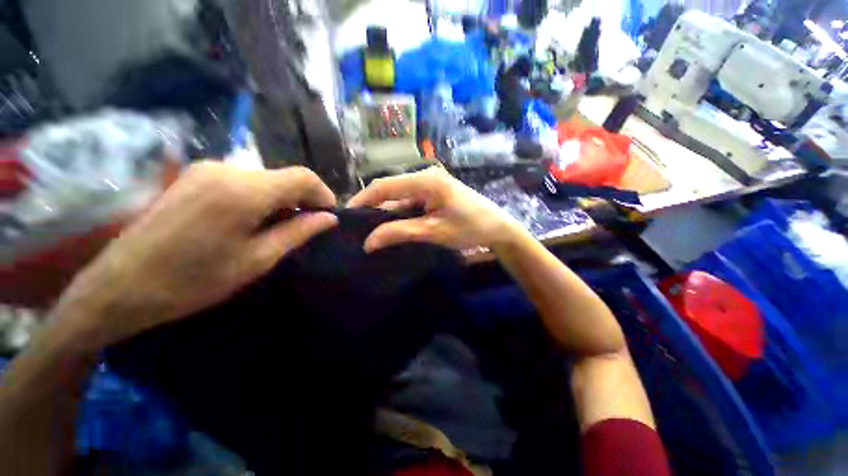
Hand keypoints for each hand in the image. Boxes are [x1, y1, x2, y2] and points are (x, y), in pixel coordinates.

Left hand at [52, 162, 337, 348]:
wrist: (120, 286)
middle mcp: (226, 169)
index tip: (328, 216)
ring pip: (264, 178)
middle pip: (283, 176)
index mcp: (244, 191)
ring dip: (281, 198)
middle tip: (305, 226)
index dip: (323, 193)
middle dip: (302, 199)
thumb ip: (298, 233)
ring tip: (278, 226)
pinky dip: (260, 196)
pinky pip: (243, 180)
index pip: (302, 177)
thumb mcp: (256, 260)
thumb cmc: (193, 281)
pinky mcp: (194, 176)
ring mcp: (206, 169)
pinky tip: (251, 219)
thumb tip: (329, 219)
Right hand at [348, 166, 526, 251]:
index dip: (363, 199)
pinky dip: (399, 213)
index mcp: (426, 180)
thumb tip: (368, 242)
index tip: (346, 215)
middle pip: (391, 189)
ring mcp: (430, 183)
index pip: (385, 186)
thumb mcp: (433, 232)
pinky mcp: (433, 192)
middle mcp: (425, 176)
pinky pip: (410, 201)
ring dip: (385, 212)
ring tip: (368, 229)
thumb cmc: (470, 228)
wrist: (497, 228)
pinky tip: (390, 226)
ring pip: (399, 197)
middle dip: (372, 207)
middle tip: (355, 226)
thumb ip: (400, 233)